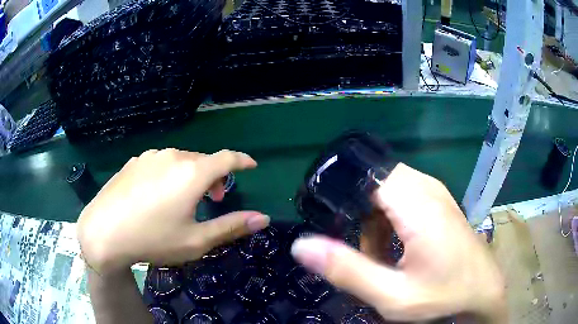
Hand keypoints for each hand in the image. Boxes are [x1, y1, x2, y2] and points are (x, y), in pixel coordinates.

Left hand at [77, 149, 269, 275]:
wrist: (103, 232)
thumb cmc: (152, 239)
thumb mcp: (196, 240)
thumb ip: (231, 227)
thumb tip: (263, 218)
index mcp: (191, 172)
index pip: (227, 158)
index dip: (242, 161)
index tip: (251, 166)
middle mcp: (172, 155)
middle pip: (203, 160)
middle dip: (215, 176)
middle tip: (212, 199)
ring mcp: (150, 156)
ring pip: (181, 160)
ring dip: (191, 175)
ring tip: (183, 199)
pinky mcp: (134, 162)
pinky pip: (160, 162)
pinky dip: (169, 173)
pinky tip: (157, 195)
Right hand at [291, 163, 505, 322]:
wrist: (483, 290)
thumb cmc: (443, 295)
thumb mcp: (392, 295)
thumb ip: (347, 271)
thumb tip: (301, 246)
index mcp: (416, 205)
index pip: (363, 178)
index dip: (340, 199)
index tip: (332, 229)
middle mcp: (426, 187)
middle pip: (373, 184)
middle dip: (358, 217)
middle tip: (363, 254)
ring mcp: (435, 192)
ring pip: (386, 191)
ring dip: (373, 222)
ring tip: (379, 257)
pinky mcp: (438, 201)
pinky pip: (402, 197)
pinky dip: (390, 220)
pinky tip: (397, 248)